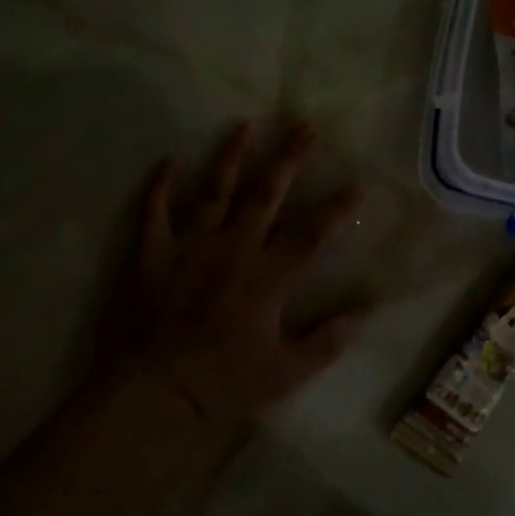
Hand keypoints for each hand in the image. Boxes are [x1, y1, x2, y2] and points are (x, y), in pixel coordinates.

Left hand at [108, 122, 368, 429]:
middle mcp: (233, 248)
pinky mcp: (152, 253)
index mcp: (267, 276)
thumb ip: (326, 342)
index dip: (338, 209)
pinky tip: (168, 160)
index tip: (358, 185)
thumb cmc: (222, 383)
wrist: (152, 391)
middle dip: (289, 158)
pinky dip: (160, 185)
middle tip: (305, 126)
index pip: (312, 234)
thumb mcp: (285, 374)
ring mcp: (190, 246)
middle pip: (266, 193)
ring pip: (214, 189)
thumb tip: (363, 312)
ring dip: (231, 155)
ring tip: (245, 124)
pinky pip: (155, 211)